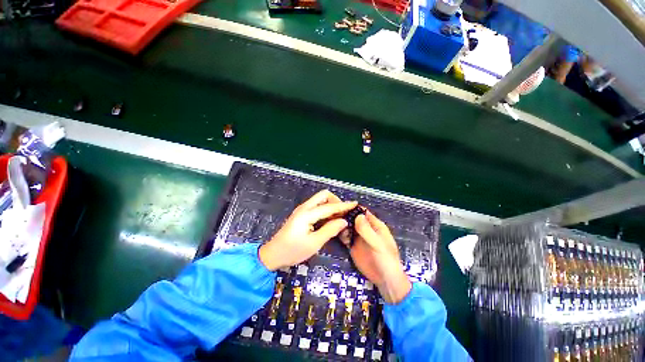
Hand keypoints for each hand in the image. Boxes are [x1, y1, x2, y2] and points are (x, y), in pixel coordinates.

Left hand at [259, 190, 356, 270]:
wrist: (273, 254)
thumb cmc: (293, 251)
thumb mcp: (314, 243)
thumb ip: (330, 230)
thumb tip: (344, 221)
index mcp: (307, 214)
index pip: (329, 207)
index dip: (343, 205)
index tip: (355, 204)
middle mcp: (304, 208)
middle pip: (323, 196)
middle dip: (335, 201)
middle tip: (343, 213)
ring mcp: (302, 210)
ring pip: (320, 200)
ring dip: (331, 205)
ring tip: (339, 217)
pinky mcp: (301, 215)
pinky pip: (316, 207)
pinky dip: (325, 210)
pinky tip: (329, 219)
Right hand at [341, 211, 410, 303]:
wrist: (385, 281)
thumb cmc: (386, 260)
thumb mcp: (378, 245)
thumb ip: (367, 231)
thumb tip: (358, 215)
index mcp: (375, 225)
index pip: (363, 212)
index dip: (352, 208)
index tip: (340, 206)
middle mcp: (365, 229)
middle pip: (353, 218)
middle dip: (344, 215)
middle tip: (332, 214)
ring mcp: (358, 237)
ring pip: (347, 226)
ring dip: (340, 224)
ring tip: (331, 223)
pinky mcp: (353, 246)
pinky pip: (345, 237)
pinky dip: (340, 234)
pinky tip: (333, 233)